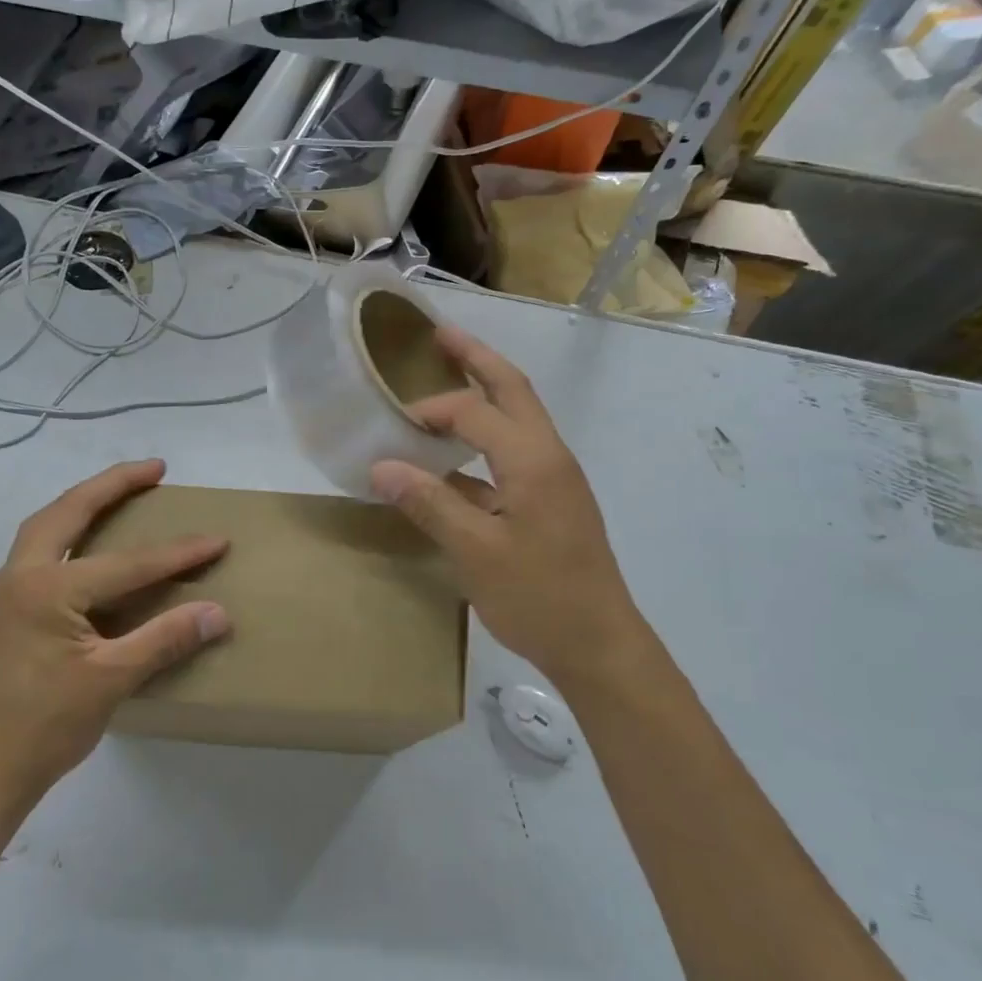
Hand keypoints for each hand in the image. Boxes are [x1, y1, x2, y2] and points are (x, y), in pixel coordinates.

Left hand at [0, 460, 228, 810]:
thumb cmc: (43, 728)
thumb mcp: (111, 681)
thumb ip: (165, 639)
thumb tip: (219, 612)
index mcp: (47, 589)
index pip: (127, 563)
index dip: (178, 553)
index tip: (218, 540)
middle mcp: (20, 576)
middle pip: (69, 511)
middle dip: (113, 484)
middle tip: (155, 470)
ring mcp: (7, 592)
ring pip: (47, 526)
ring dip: (85, 502)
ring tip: (123, 492)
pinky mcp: (6, 610)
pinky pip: (41, 551)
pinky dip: (70, 532)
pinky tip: (90, 544)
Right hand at [371, 328, 637, 689]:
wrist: (599, 646)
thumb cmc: (539, 598)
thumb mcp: (475, 552)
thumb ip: (429, 503)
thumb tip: (382, 465)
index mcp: (533, 460)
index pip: (474, 412)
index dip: (430, 411)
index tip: (391, 426)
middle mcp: (549, 455)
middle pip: (512, 389)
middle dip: (476, 358)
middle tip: (439, 334)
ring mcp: (555, 477)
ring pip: (518, 416)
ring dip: (485, 391)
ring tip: (449, 375)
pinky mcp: (551, 499)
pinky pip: (514, 451)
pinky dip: (484, 439)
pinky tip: (454, 457)